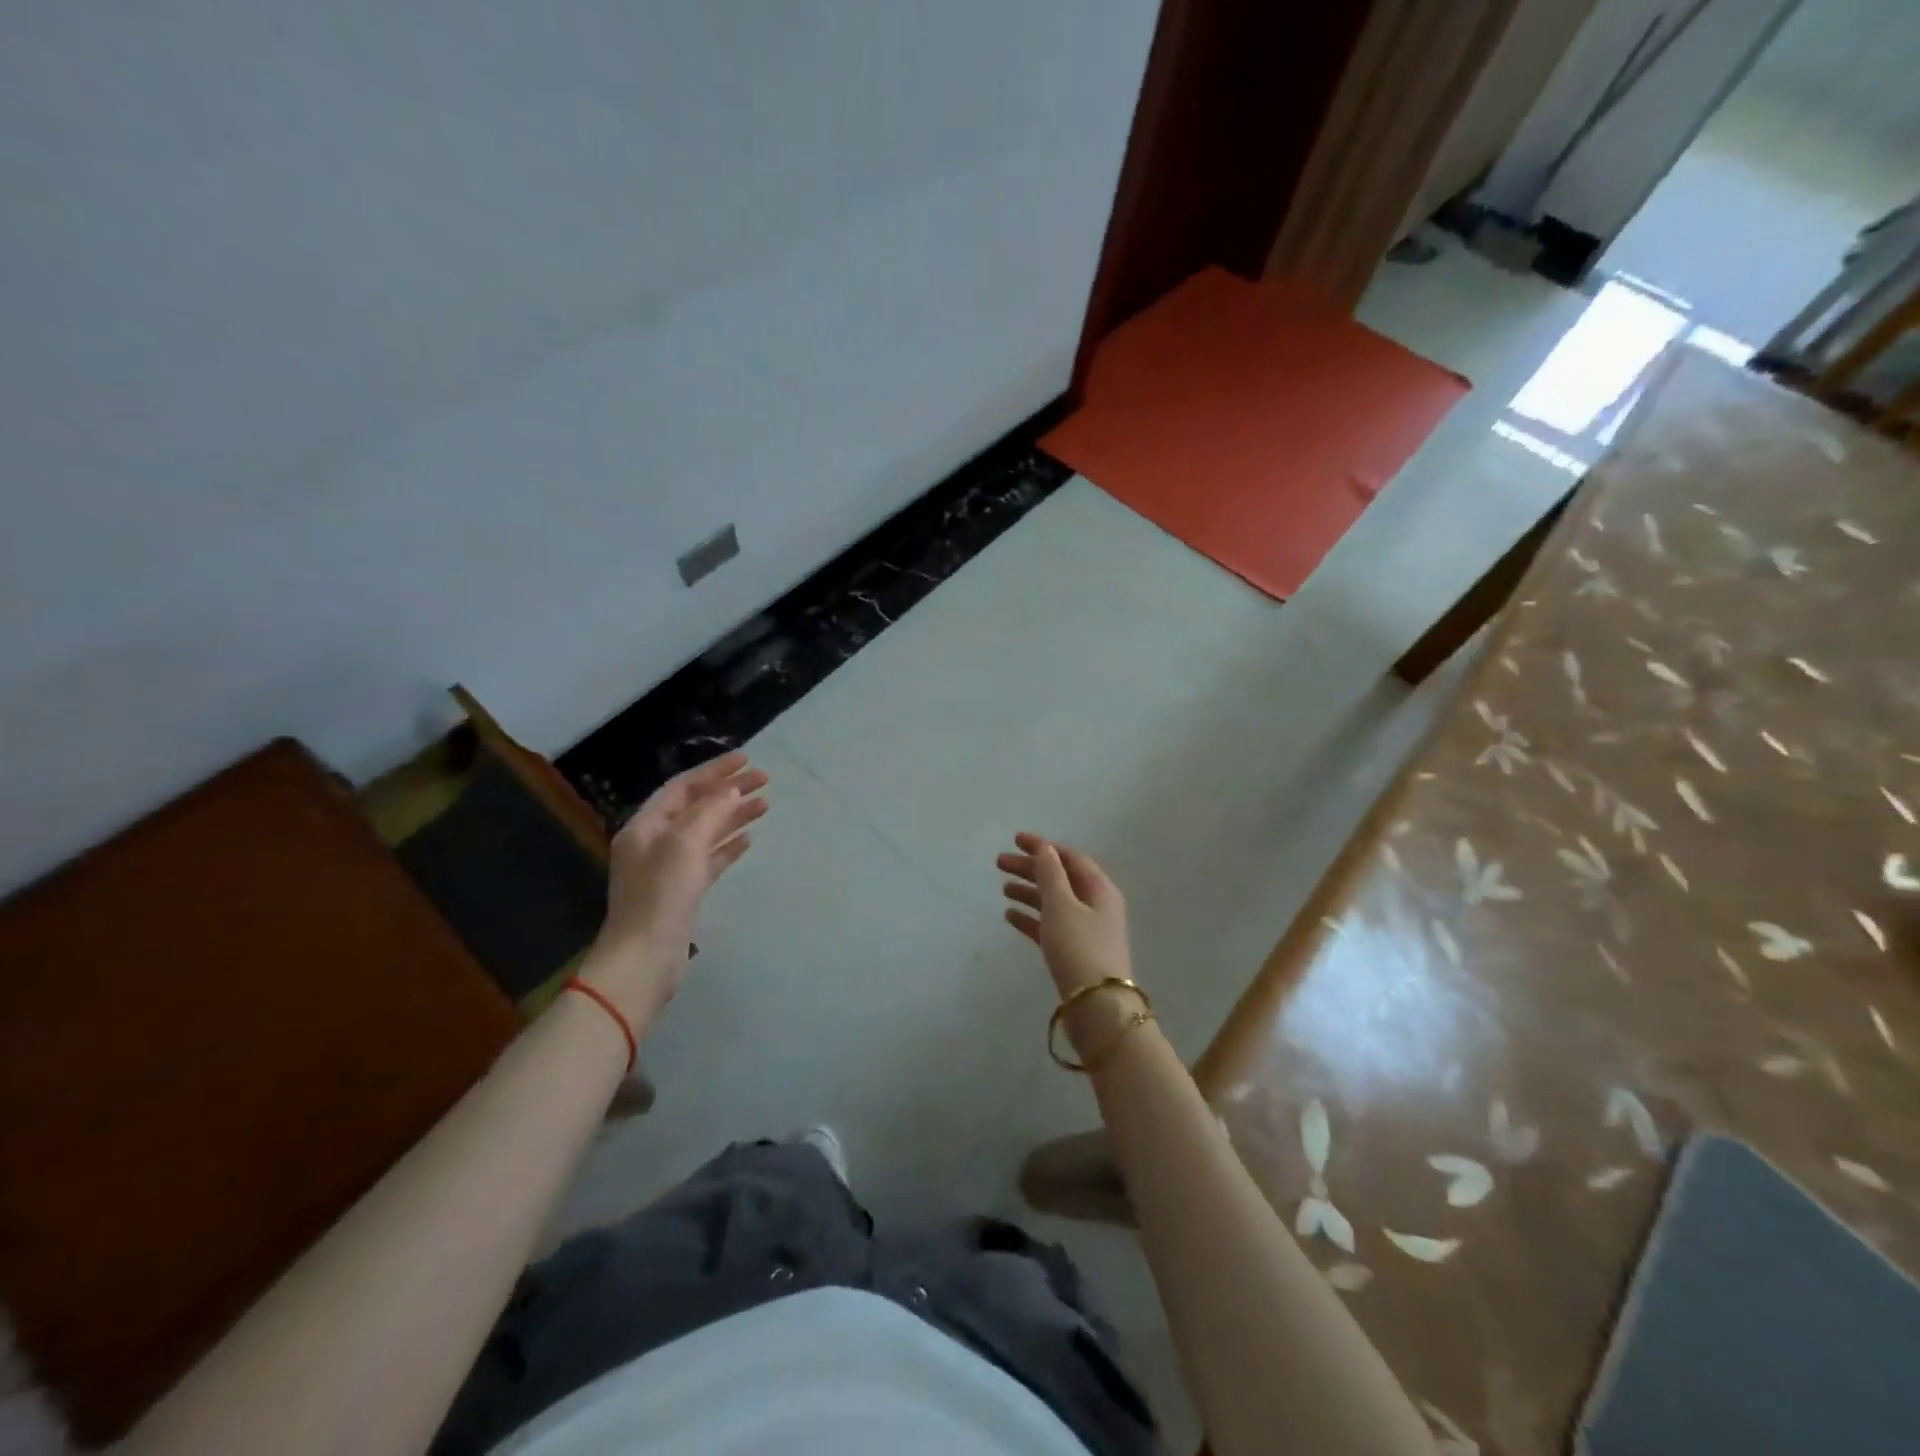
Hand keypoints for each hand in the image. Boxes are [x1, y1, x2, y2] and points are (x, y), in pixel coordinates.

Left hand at [581, 751, 767, 1027]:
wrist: (645, 958)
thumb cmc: (661, 895)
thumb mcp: (685, 844)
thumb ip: (710, 812)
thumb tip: (732, 790)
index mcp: (646, 825)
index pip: (684, 787)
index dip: (715, 770)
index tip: (747, 760)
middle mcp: (655, 841)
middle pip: (697, 806)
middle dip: (729, 791)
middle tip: (765, 780)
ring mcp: (669, 867)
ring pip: (707, 831)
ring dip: (734, 816)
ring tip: (766, 804)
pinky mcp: (683, 891)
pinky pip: (709, 859)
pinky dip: (728, 846)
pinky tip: (748, 840)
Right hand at [997, 832, 1132, 998]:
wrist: (1096, 1008)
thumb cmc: (1079, 948)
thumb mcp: (1061, 905)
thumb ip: (1050, 874)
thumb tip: (1044, 848)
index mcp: (1099, 889)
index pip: (1069, 858)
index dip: (1043, 847)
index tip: (1016, 840)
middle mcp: (1096, 906)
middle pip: (1060, 879)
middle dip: (1031, 868)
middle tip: (999, 863)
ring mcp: (1085, 931)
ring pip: (1053, 902)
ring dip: (1029, 892)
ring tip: (1003, 888)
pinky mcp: (1074, 953)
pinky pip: (1049, 926)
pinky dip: (1031, 918)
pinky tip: (1009, 916)